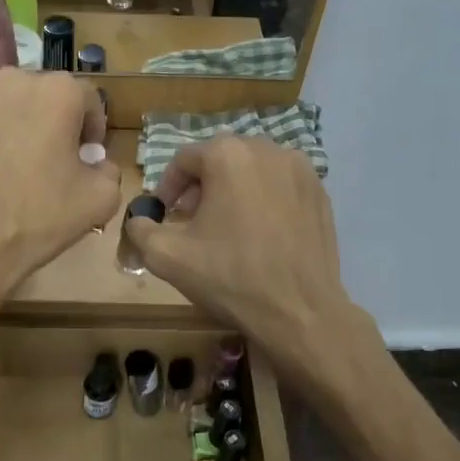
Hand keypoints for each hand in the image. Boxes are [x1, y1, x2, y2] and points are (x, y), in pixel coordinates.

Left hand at [0, 68, 120, 304]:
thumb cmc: (39, 216)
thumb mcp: (100, 200)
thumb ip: (109, 171)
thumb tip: (96, 164)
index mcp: (57, 92)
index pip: (88, 99)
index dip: (93, 129)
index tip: (88, 157)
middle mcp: (14, 81)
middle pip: (47, 96)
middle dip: (57, 122)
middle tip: (56, 160)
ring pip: (12, 104)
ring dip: (23, 125)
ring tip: (21, 164)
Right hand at [123, 137, 366, 395]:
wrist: (299, 312)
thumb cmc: (230, 277)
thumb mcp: (167, 256)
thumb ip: (141, 229)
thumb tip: (138, 220)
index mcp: (228, 155)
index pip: (184, 160)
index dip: (167, 187)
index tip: (164, 215)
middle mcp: (267, 149)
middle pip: (220, 160)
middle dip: (201, 187)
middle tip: (191, 222)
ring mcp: (301, 169)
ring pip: (253, 170)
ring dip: (233, 190)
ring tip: (226, 227)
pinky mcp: (321, 193)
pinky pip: (280, 186)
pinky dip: (264, 200)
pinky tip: (260, 234)